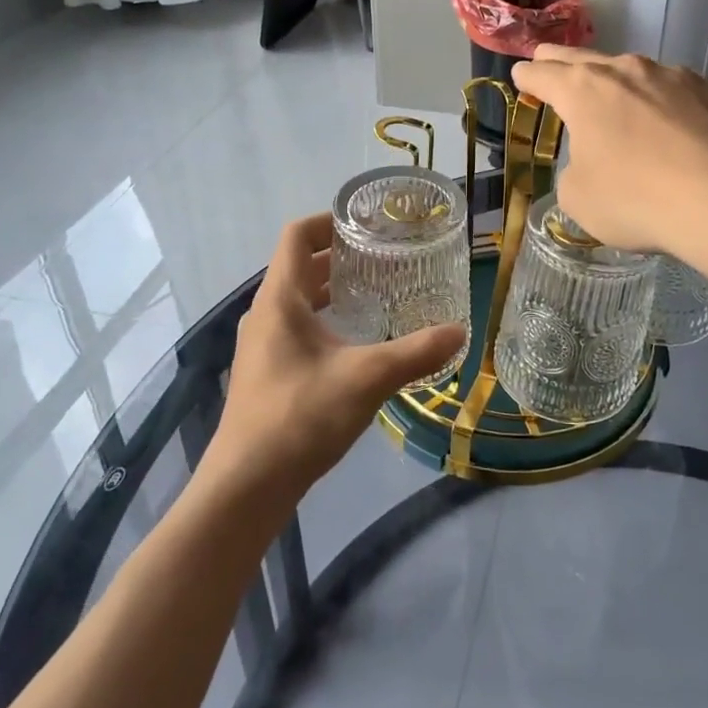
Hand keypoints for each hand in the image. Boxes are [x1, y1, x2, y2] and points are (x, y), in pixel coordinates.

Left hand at [205, 214, 465, 505]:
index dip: (329, 220)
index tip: (367, 222)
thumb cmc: (300, 417)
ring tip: (375, 291)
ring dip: (331, 288)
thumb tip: (460, 332)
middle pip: (299, 266)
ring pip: (297, 299)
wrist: (246, 487)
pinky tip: (355, 341)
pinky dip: (324, 319)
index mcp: (280, 299)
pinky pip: (295, 327)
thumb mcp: (366, 379)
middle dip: (339, 255)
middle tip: (384, 255)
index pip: (297, 235)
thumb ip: (416, 352)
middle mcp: (265, 314)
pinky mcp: (266, 373)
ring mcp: (261, 346)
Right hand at [511, 48, 707, 269]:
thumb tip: (592, 162)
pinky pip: (679, 93)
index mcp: (584, 90)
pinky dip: (667, 105)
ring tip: (620, 105)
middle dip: (560, 61)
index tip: (521, 76)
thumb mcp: (579, 199)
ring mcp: (676, 75)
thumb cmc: (637, 200)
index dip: (526, 77)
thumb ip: (574, 170)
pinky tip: (676, 131)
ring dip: (620, 85)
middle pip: (583, 58)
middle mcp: (627, 70)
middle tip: (548, 61)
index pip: (542, 74)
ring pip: (635, 72)